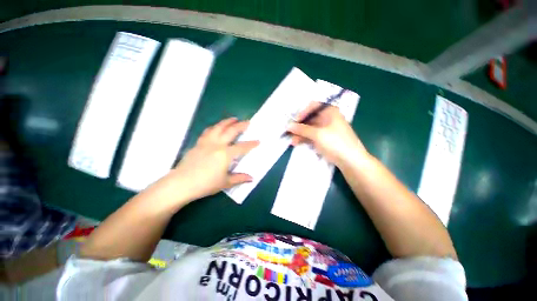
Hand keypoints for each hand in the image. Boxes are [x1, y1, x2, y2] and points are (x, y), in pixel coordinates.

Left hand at [166, 117, 258, 201]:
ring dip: (227, 122)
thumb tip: (251, 178)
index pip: (242, 147)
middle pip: (230, 131)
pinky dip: (215, 127)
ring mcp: (206, 142)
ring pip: (218, 127)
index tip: (258, 141)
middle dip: (241, 126)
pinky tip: (216, 127)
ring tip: (233, 119)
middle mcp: (217, 144)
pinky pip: (208, 131)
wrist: (181, 184)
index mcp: (225, 154)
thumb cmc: (205, 184)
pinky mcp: (198, 144)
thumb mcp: (225, 182)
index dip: (251, 144)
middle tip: (247, 122)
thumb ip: (239, 178)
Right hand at [287, 103, 367, 166]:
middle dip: (299, 126)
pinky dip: (305, 139)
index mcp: (330, 112)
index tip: (294, 121)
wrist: (351, 161)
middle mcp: (328, 118)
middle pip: (310, 118)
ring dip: (301, 134)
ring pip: (310, 129)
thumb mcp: (317, 134)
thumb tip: (288, 126)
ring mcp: (327, 129)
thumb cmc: (336, 142)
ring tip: (292, 141)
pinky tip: (297, 143)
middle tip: (289, 132)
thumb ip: (302, 129)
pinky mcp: (325, 139)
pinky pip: (313, 136)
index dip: (302, 113)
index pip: (313, 106)